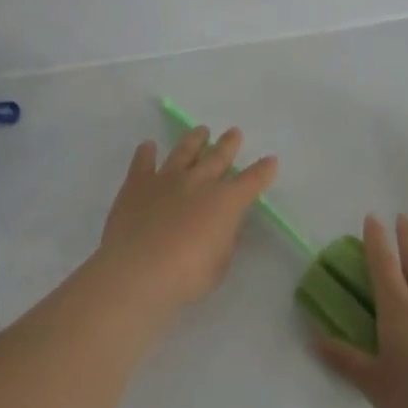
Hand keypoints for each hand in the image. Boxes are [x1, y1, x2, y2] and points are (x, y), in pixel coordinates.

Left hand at [96, 125, 278, 310]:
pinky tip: (148, 146)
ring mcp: (166, 179)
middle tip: (234, 132)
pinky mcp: (137, 185)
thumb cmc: (187, 276)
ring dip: (194, 140)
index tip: (270, 161)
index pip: (252, 180)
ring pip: (184, 151)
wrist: (137, 272)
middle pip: (218, 156)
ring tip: (201, 131)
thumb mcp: (220, 264)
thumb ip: (225, 241)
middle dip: (229, 144)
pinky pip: (143, 163)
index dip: (263, 170)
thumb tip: (225, 225)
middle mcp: (199, 182)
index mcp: (226, 201)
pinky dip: (146, 153)